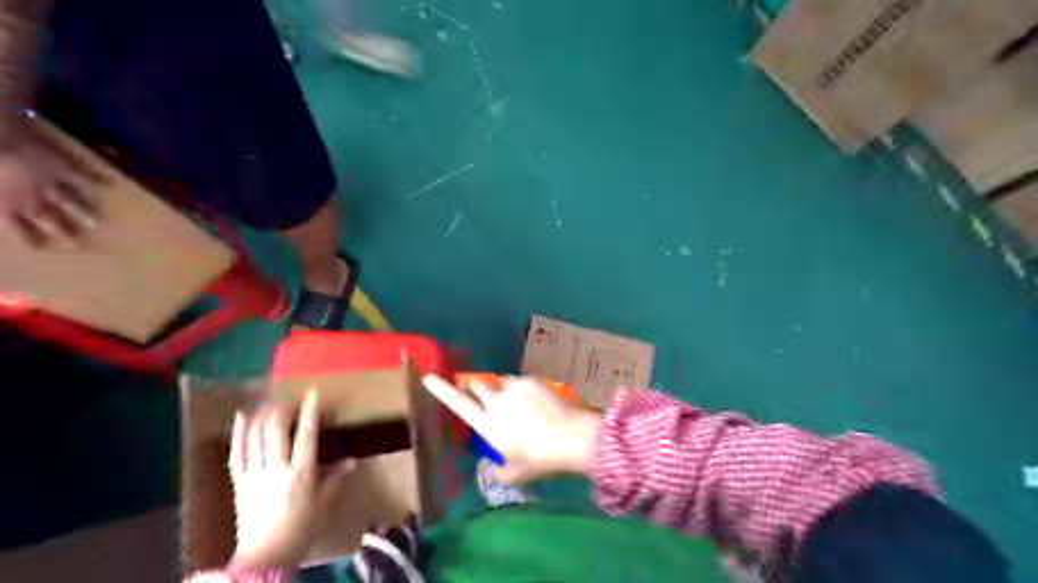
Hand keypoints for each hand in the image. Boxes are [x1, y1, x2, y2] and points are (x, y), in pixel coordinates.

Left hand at [1, 116, 98, 246]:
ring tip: (96, 221)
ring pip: (73, 202)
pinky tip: (109, 184)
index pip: (22, 234)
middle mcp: (35, 200)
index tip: (40, 246)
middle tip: (77, 242)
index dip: (31, 241)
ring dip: (85, 211)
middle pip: (53, 221)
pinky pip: (84, 174)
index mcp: (6, 207)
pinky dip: (98, 179)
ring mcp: (52, 183)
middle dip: (65, 231)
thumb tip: (6, 222)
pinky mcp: (63, 166)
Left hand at [228, 391, 353, 569]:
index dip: (309, 411)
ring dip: (263, 415)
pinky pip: (237, 453)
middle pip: (276, 430)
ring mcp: (255, 474)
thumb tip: (352, 460)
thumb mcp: (325, 504)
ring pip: (255, 437)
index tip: (312, 393)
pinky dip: (239, 432)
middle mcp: (277, 468)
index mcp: (301, 473)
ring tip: (271, 403)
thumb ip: (336, 479)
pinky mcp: (240, 482)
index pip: (306, 434)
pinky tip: (242, 416)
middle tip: (291, 398)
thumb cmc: (302, 529)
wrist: (266, 556)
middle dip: (283, 409)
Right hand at [421, 377, 599, 485]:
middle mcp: (495, 402)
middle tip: (478, 391)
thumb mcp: (515, 474)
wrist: (570, 438)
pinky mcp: (530, 381)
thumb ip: (498, 473)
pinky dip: (523, 390)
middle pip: (476, 385)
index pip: (458, 404)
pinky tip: (536, 403)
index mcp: (487, 424)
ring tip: (519, 405)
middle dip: (473, 385)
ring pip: (501, 384)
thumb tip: (491, 472)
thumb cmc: (539, 459)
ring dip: (503, 391)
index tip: (428, 377)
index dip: (441, 390)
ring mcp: (513, 388)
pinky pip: (520, 383)